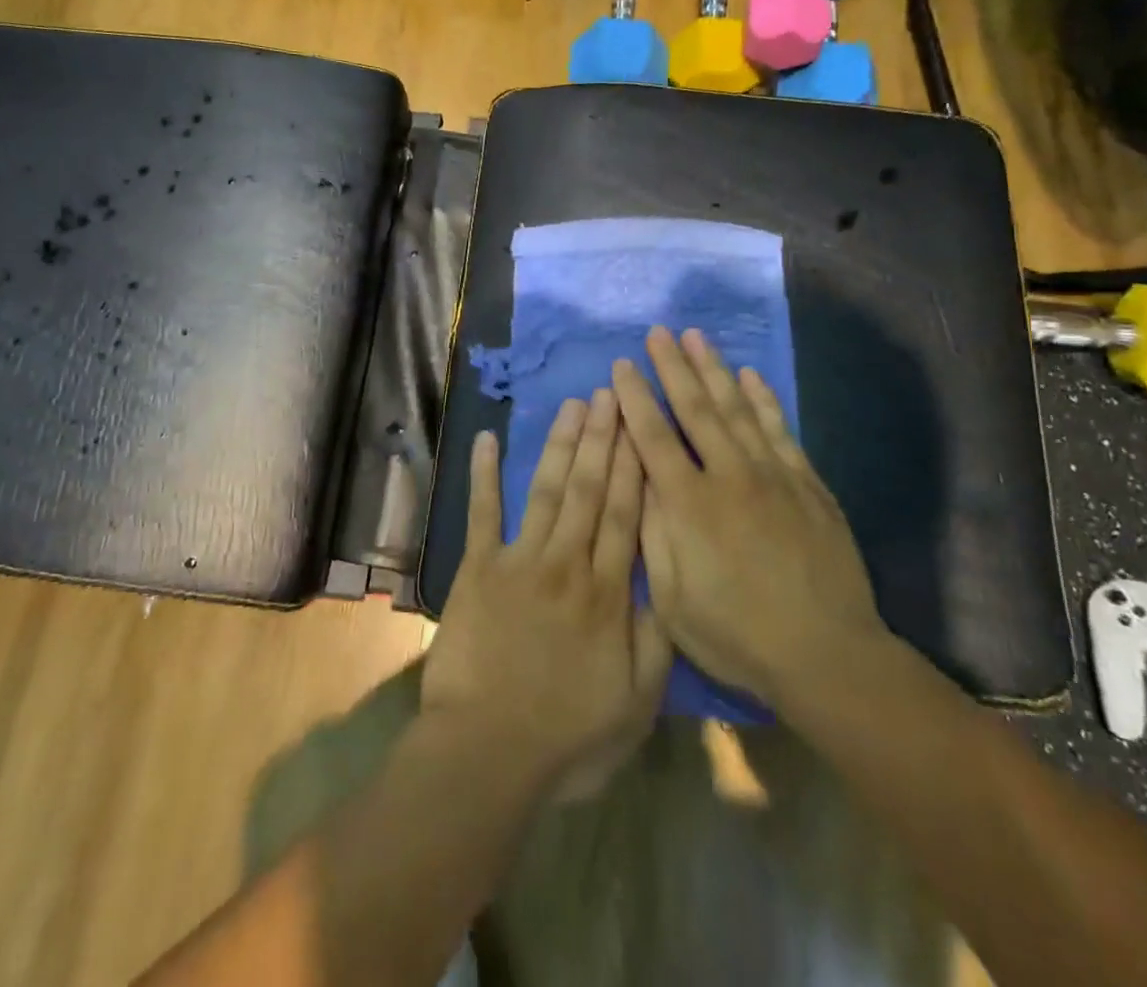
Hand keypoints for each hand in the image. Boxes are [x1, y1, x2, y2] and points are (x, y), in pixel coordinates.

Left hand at [422, 392, 670, 797]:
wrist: (487, 754)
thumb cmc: (568, 738)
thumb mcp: (635, 704)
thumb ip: (655, 640)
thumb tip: (668, 583)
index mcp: (607, 593)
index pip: (626, 514)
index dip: (634, 465)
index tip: (642, 423)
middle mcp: (567, 563)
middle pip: (589, 490)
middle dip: (602, 438)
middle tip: (610, 393)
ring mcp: (519, 561)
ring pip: (547, 491)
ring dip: (560, 444)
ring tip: (572, 405)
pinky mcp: (478, 570)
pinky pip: (482, 513)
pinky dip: (484, 475)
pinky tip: (487, 438)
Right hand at [612, 327, 888, 708]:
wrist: (827, 655)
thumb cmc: (738, 635)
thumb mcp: (673, 600)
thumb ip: (653, 533)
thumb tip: (639, 478)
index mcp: (690, 506)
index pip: (654, 437)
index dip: (635, 398)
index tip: (622, 365)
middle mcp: (730, 477)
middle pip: (696, 410)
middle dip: (673, 367)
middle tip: (659, 331)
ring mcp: (773, 476)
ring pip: (738, 410)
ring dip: (715, 370)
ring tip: (697, 337)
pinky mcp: (807, 485)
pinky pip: (780, 430)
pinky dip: (764, 400)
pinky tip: (751, 376)